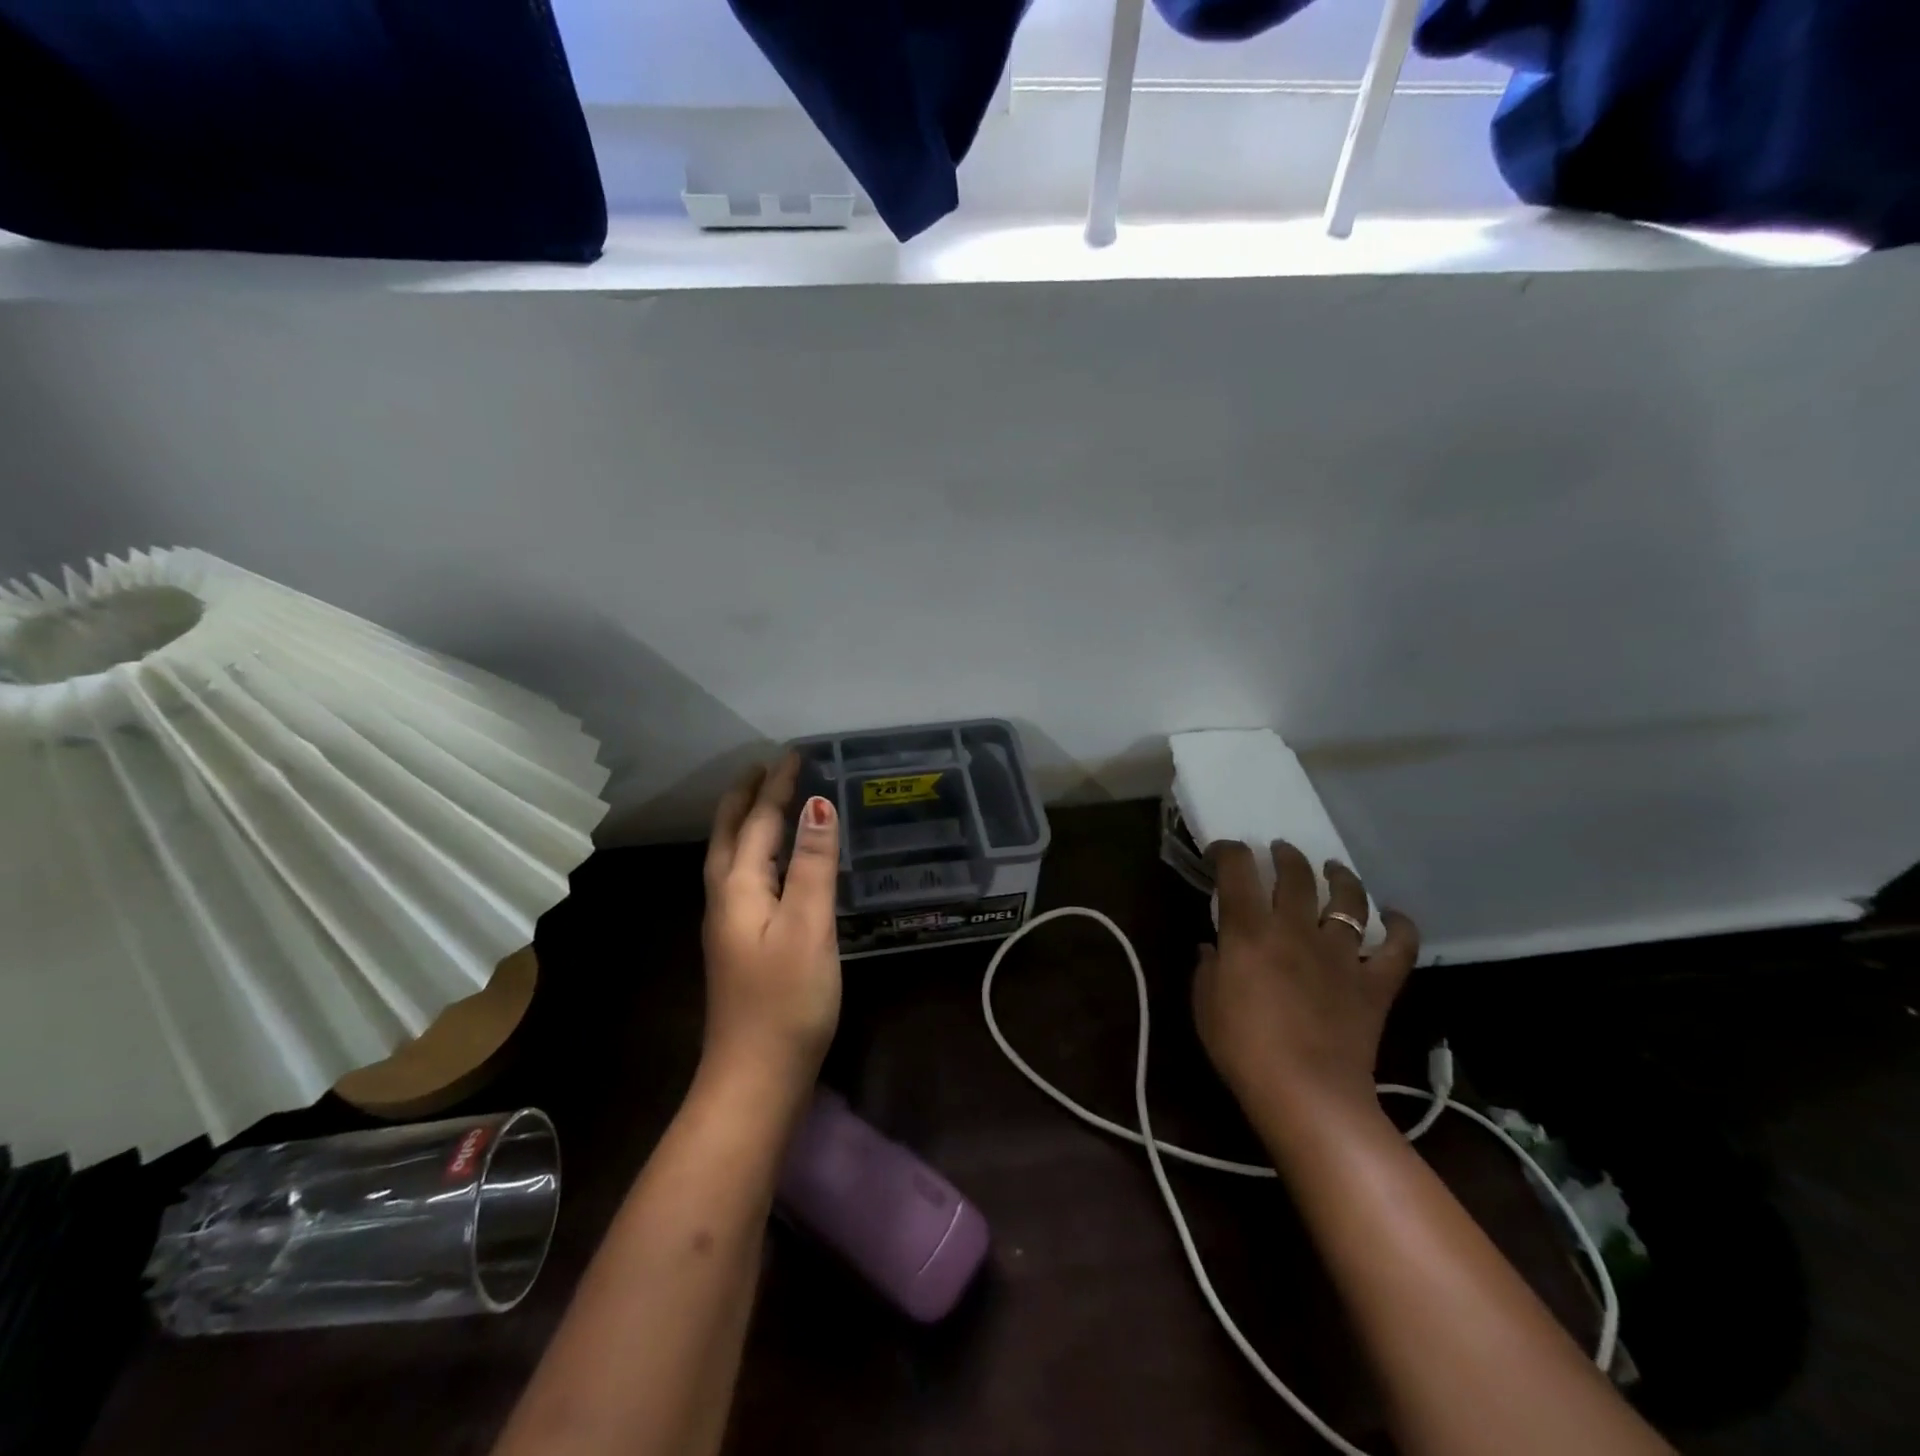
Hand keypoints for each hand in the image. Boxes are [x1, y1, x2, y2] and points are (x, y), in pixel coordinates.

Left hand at [701, 754, 842, 1093]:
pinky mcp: (740, 943)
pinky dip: (755, 851)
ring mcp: (729, 923)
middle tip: (766, 767)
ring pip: (732, 856)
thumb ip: (814, 865)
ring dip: (746, 821)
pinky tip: (771, 863)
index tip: (794, 753)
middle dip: (747, 796)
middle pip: (731, 834)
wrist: (756, 1078)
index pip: (759, 821)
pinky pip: (743, 877)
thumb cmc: (787, 1000)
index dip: (777, 786)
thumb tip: (818, 805)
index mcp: (739, 887)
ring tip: (765, 801)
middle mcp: (726, 898)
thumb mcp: (809, 926)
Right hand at [1193, 840, 1418, 1129]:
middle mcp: (1296, 930)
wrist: (1307, 1093)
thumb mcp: (1205, 1005)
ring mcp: (1340, 954)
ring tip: (1333, 869)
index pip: (1237, 871)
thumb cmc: (1243, 1048)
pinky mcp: (1374, 983)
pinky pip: (1397, 948)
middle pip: (1296, 876)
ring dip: (1341, 877)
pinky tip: (1394, 918)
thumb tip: (1211, 948)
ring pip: (1348, 900)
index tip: (1222, 851)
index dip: (1228, 852)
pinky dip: (1399, 928)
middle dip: (1286, 856)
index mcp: (1249, 931)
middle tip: (1280, 851)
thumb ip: (1207, 968)